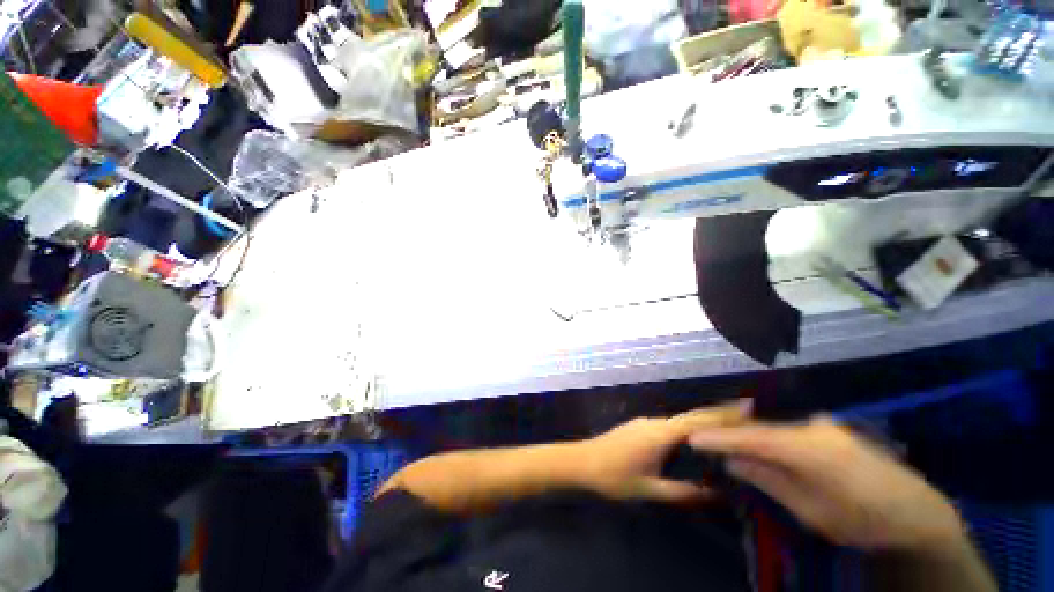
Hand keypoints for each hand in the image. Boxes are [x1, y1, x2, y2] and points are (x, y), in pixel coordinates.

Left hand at [576, 402, 749, 502]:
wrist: (581, 462)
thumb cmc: (613, 477)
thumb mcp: (649, 490)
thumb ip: (683, 492)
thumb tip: (718, 494)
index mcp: (659, 433)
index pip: (697, 421)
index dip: (722, 414)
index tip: (748, 407)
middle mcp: (654, 422)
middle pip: (690, 417)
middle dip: (717, 416)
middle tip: (747, 417)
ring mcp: (644, 422)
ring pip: (679, 421)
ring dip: (702, 422)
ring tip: (729, 429)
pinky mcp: (639, 427)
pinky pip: (669, 425)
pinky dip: (687, 428)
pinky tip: (695, 439)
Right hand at [689, 416, 965, 550]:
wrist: (917, 513)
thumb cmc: (862, 520)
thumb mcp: (812, 511)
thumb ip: (769, 480)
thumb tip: (732, 462)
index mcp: (809, 449)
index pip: (752, 438)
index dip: (720, 437)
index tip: (692, 437)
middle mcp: (812, 427)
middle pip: (760, 429)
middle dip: (731, 435)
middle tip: (704, 439)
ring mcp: (824, 426)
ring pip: (774, 429)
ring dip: (750, 437)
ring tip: (726, 444)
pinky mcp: (831, 430)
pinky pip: (789, 431)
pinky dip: (770, 439)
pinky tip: (760, 447)